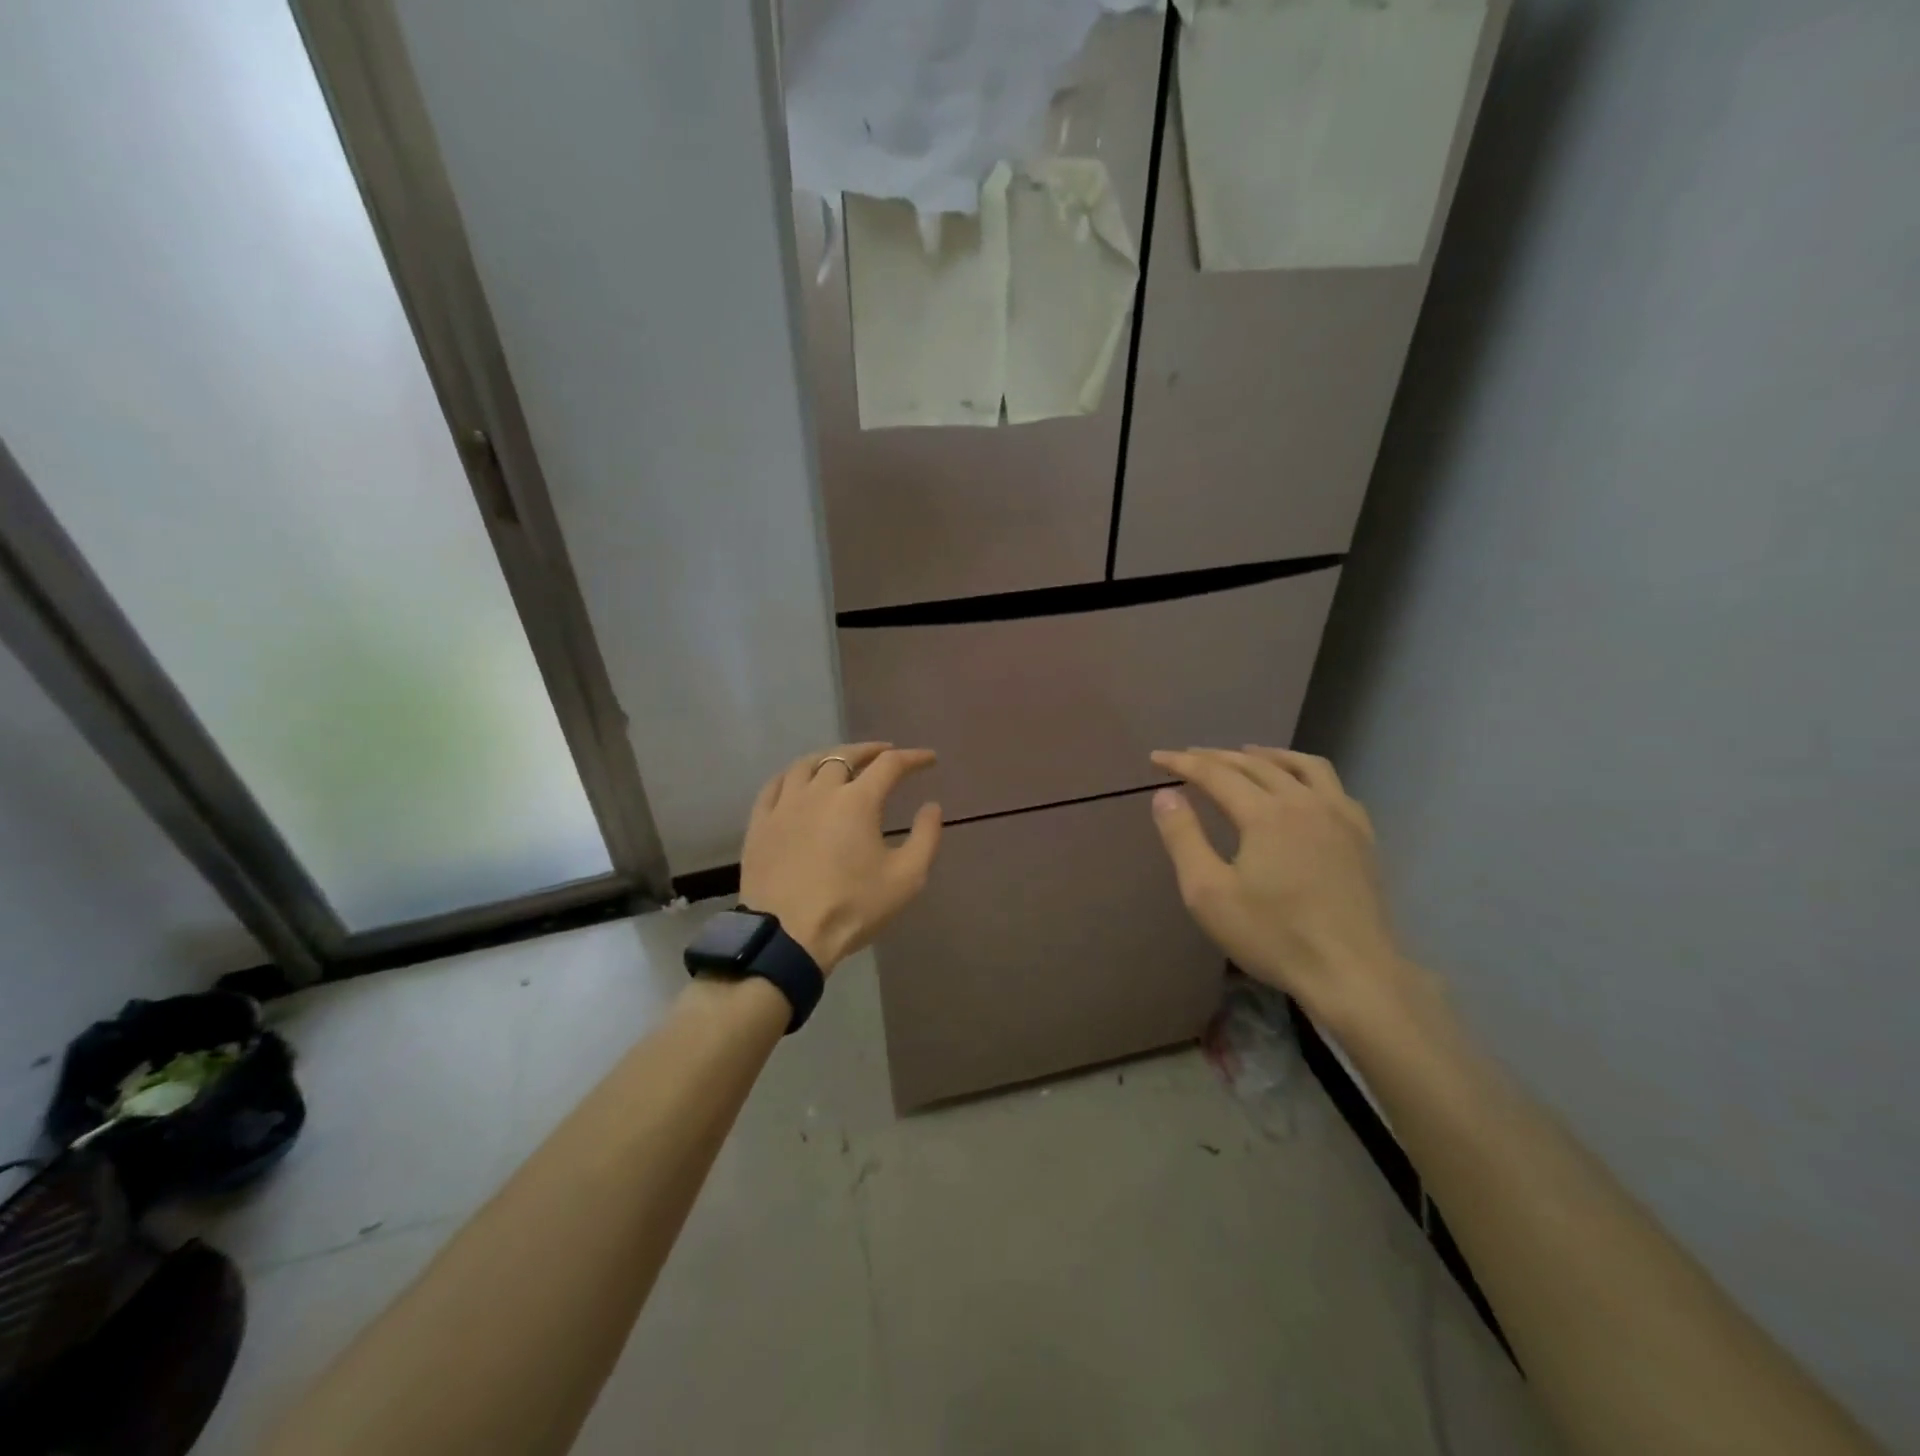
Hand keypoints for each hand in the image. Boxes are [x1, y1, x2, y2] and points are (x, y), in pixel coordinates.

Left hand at [738, 743, 942, 972]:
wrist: (787, 936)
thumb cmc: (852, 907)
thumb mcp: (906, 878)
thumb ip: (926, 838)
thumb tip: (931, 806)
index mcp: (857, 801)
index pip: (890, 765)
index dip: (913, 758)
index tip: (928, 759)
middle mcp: (820, 791)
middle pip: (846, 756)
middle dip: (870, 751)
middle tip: (885, 753)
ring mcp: (785, 805)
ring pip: (807, 764)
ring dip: (830, 757)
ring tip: (841, 761)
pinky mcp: (760, 823)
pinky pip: (775, 786)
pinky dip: (793, 776)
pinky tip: (798, 781)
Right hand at [1149, 747, 1404, 1026]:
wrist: (1352, 973)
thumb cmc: (1273, 936)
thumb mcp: (1208, 893)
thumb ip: (1183, 838)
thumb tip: (1164, 795)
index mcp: (1265, 813)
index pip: (1215, 774)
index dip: (1182, 763)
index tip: (1156, 757)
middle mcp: (1304, 802)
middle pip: (1255, 764)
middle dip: (1217, 756)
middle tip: (1189, 757)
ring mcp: (1340, 816)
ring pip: (1302, 765)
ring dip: (1268, 755)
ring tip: (1246, 753)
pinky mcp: (1362, 836)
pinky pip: (1333, 786)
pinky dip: (1306, 774)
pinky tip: (1301, 788)